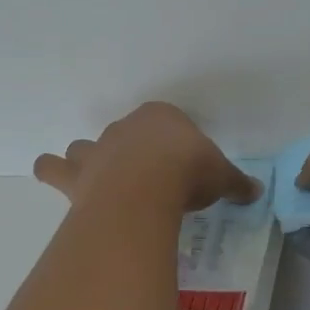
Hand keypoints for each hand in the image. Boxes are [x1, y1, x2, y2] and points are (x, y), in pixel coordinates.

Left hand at [34, 103, 260, 213]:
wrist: (147, 187)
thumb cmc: (188, 172)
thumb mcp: (222, 177)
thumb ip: (236, 183)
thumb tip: (256, 191)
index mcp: (161, 118)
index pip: (166, 123)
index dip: (172, 144)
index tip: (181, 165)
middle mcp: (124, 129)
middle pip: (123, 135)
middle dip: (130, 152)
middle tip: (144, 179)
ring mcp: (97, 150)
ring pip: (83, 148)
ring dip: (86, 160)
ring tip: (94, 177)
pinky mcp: (76, 175)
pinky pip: (53, 169)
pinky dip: (52, 172)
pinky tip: (53, 177)